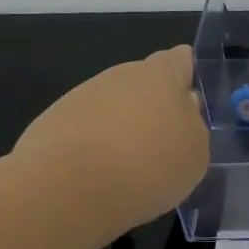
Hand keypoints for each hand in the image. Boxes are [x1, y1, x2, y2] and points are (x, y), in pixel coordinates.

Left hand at [13, 46, 209, 237]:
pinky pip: (86, 127)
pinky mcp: (53, 120)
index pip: (180, 59)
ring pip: (113, 105)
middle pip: (144, 82)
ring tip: (129, 166)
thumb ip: (193, 126)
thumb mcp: (195, 155)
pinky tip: (99, 174)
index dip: (186, 75)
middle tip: (163, 143)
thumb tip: (183, 111)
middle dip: (153, 104)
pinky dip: (95, 144)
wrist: (67, 189)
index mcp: (162, 76)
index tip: (189, 100)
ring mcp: (83, 95)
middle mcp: (121, 76)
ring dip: (122, 125)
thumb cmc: (147, 167)